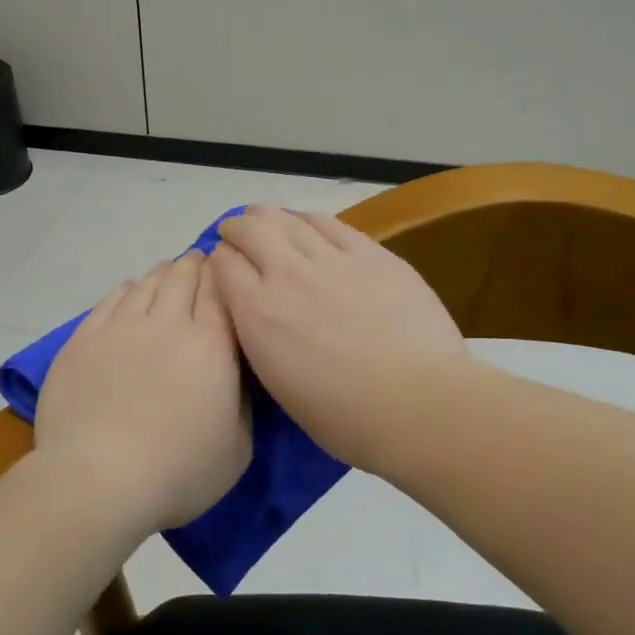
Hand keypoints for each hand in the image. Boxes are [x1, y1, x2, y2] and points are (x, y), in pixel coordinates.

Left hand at [36, 251, 250, 533]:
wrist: (98, 480)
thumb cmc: (177, 472)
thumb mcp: (237, 448)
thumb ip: (243, 401)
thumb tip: (234, 373)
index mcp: (211, 346)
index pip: (220, 292)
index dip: (223, 275)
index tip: (225, 268)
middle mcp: (167, 324)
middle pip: (183, 278)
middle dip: (195, 265)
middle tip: (200, 261)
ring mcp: (121, 328)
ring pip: (146, 284)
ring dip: (162, 274)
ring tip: (168, 271)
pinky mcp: (84, 339)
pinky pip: (110, 300)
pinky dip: (126, 289)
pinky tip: (130, 290)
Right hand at [210, 206, 465, 472]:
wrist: (416, 402)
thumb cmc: (344, 417)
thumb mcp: (279, 386)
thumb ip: (262, 342)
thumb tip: (262, 320)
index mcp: (257, 313)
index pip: (222, 265)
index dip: (218, 262)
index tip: (223, 268)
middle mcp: (286, 275)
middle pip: (250, 231)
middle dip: (236, 229)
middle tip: (236, 235)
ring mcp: (331, 260)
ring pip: (288, 219)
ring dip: (270, 217)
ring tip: (268, 221)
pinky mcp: (371, 254)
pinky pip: (331, 224)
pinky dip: (310, 220)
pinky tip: (309, 223)